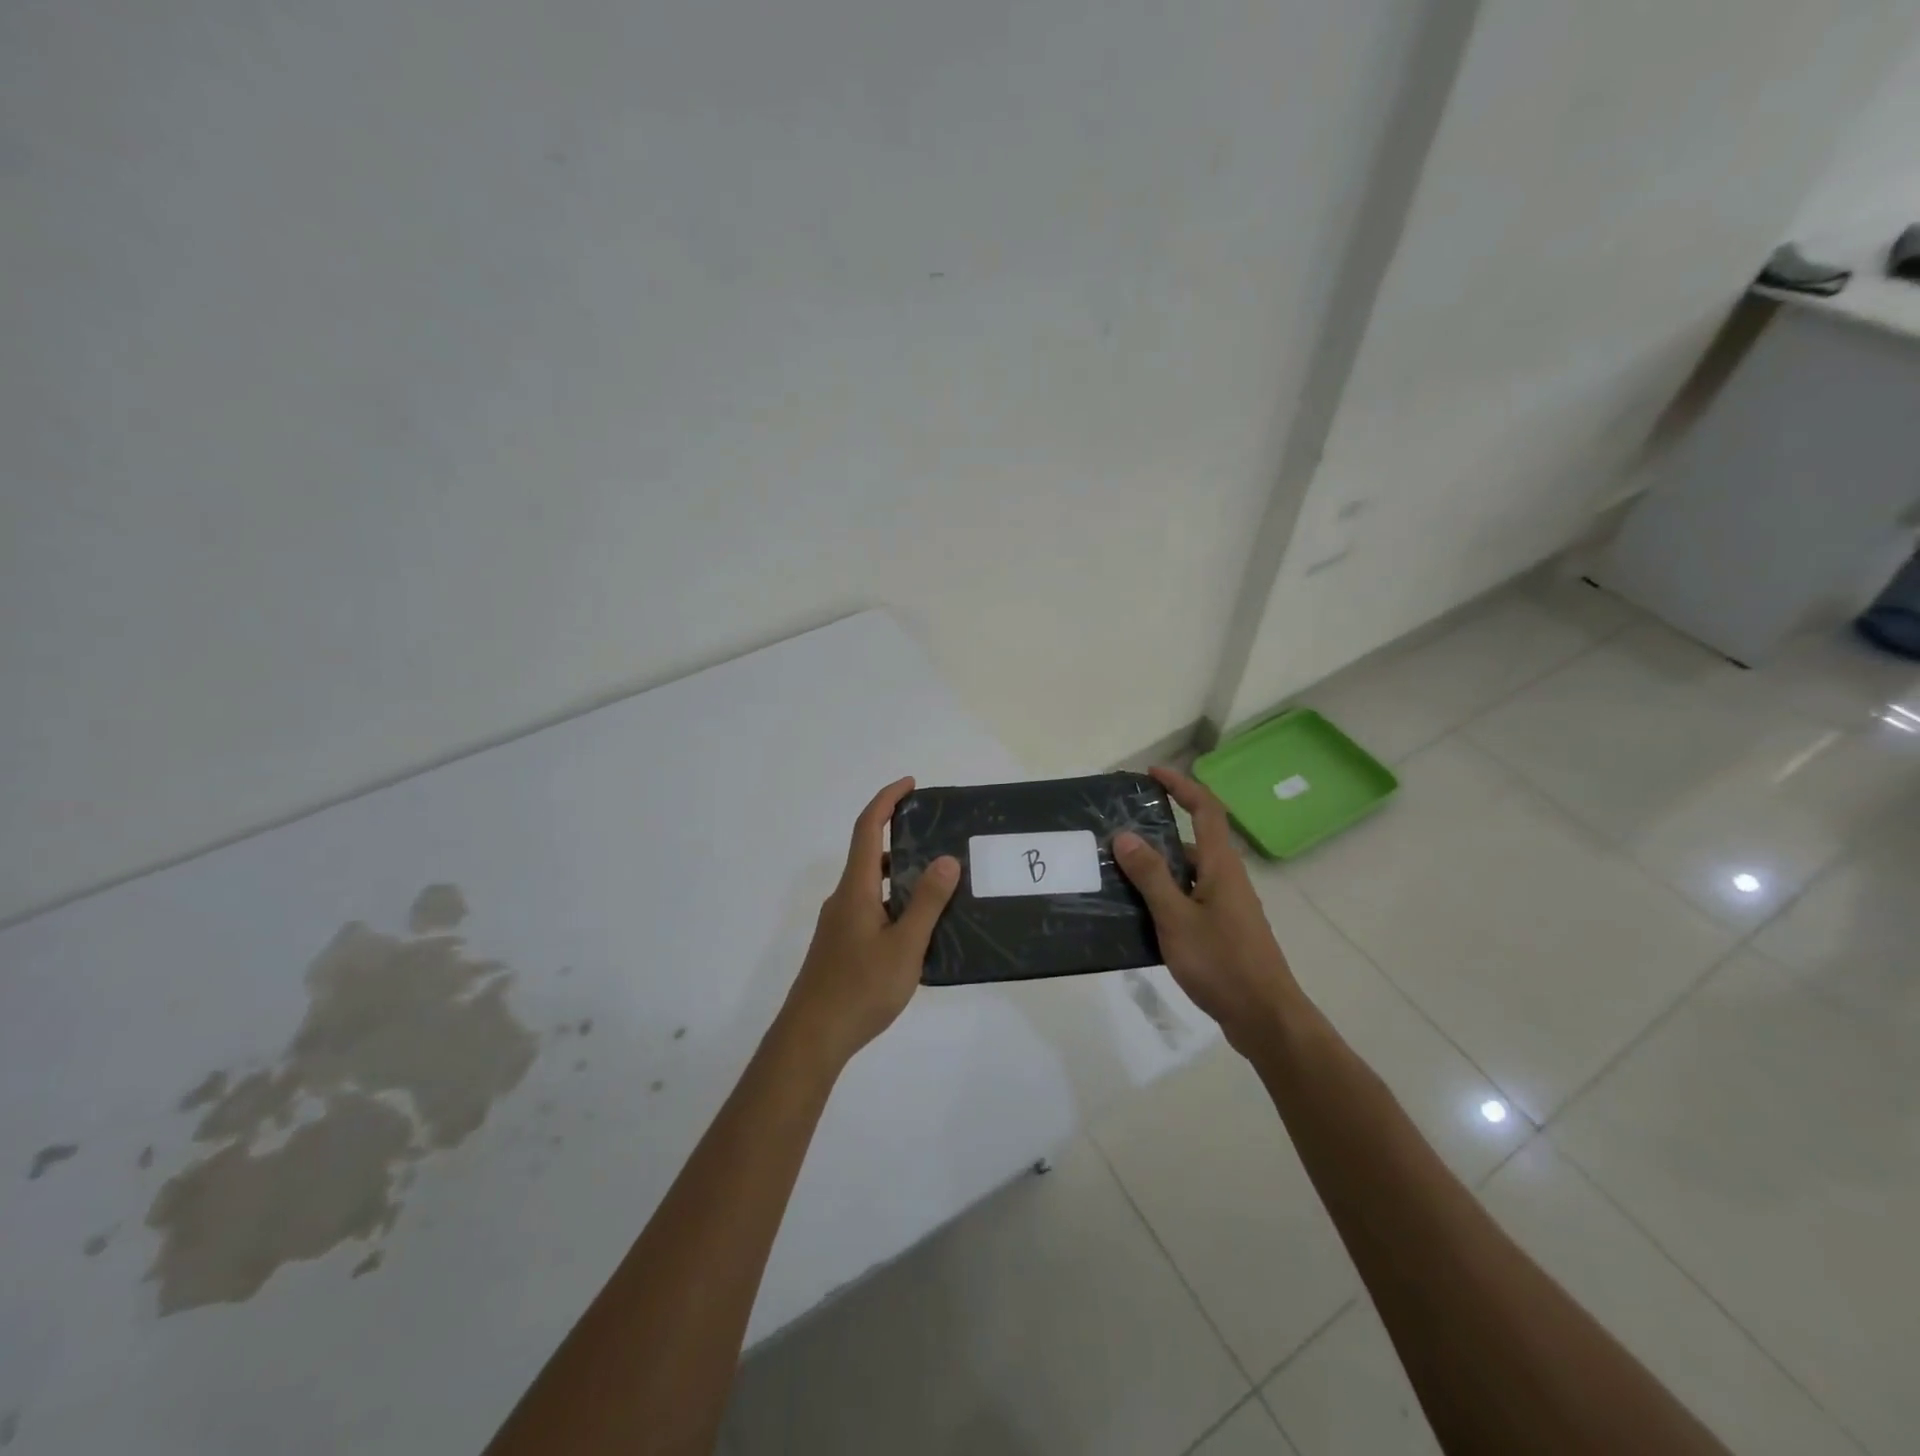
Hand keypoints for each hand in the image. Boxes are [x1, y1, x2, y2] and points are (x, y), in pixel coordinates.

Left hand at [780, 777, 959, 1066]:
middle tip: (939, 836)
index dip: (886, 801)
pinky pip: (871, 908)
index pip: (868, 828)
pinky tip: (919, 927)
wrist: (811, 1037)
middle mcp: (844, 898)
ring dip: (901, 874)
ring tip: (939, 881)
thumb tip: (946, 858)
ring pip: (872, 884)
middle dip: (900, 836)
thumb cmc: (860, 988)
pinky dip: (894, 902)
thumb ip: (927, 902)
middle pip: (869, 853)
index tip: (911, 785)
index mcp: (856, 889)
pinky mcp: (841, 945)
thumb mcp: (905, 946)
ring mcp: (839, 923)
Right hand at [1113, 765, 1302, 1054]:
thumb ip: (1151, 877)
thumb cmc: (1222, 963)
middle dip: (1156, 831)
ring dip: (1156, 868)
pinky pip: (1188, 898)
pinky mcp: (1222, 929)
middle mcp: (1227, 878)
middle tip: (1116, 834)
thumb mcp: (1177, 918)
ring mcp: (1226, 905)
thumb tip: (1126, 835)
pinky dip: (1163, 895)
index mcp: (1221, 866)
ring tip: (1116, 873)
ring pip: (1187, 873)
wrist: (1265, 1017)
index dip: (1181, 786)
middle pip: (1191, 840)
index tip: (1152, 774)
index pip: (1206, 809)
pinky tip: (1137, 914)